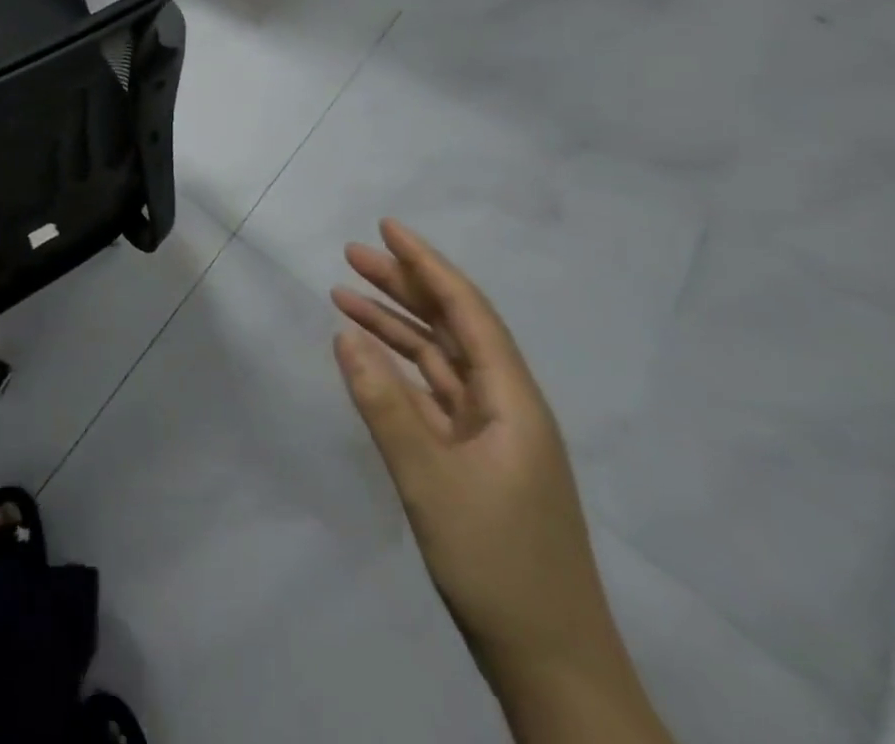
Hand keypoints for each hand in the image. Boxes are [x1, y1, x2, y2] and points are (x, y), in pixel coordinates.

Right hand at [330, 220, 616, 687]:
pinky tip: (368, 359)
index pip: (467, 311)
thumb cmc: (497, 563)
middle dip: (404, 286)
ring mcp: (491, 436)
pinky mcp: (475, 461)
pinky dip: (399, 370)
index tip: (387, 228)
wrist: (550, 665)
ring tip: (344, 295)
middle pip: (452, 327)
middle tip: (351, 255)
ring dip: (395, 326)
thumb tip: (344, 335)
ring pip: (439, 359)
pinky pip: (432, 395)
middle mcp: (506, 406)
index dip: (427, 264)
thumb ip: (383, 404)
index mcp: (512, 401)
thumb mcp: (429, 479)